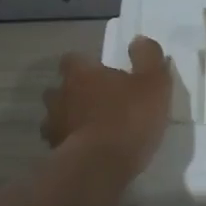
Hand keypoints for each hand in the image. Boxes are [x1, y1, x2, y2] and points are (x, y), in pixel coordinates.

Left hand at [41, 37, 171, 174]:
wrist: (102, 165)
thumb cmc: (129, 118)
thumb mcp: (153, 83)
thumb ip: (148, 57)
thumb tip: (139, 40)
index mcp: (80, 74)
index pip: (73, 59)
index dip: (86, 65)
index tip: (102, 74)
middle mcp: (59, 95)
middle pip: (60, 88)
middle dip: (74, 93)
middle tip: (97, 103)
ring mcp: (53, 126)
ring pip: (57, 117)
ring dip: (70, 120)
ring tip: (92, 130)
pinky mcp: (54, 153)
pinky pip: (61, 143)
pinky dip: (71, 144)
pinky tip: (89, 152)